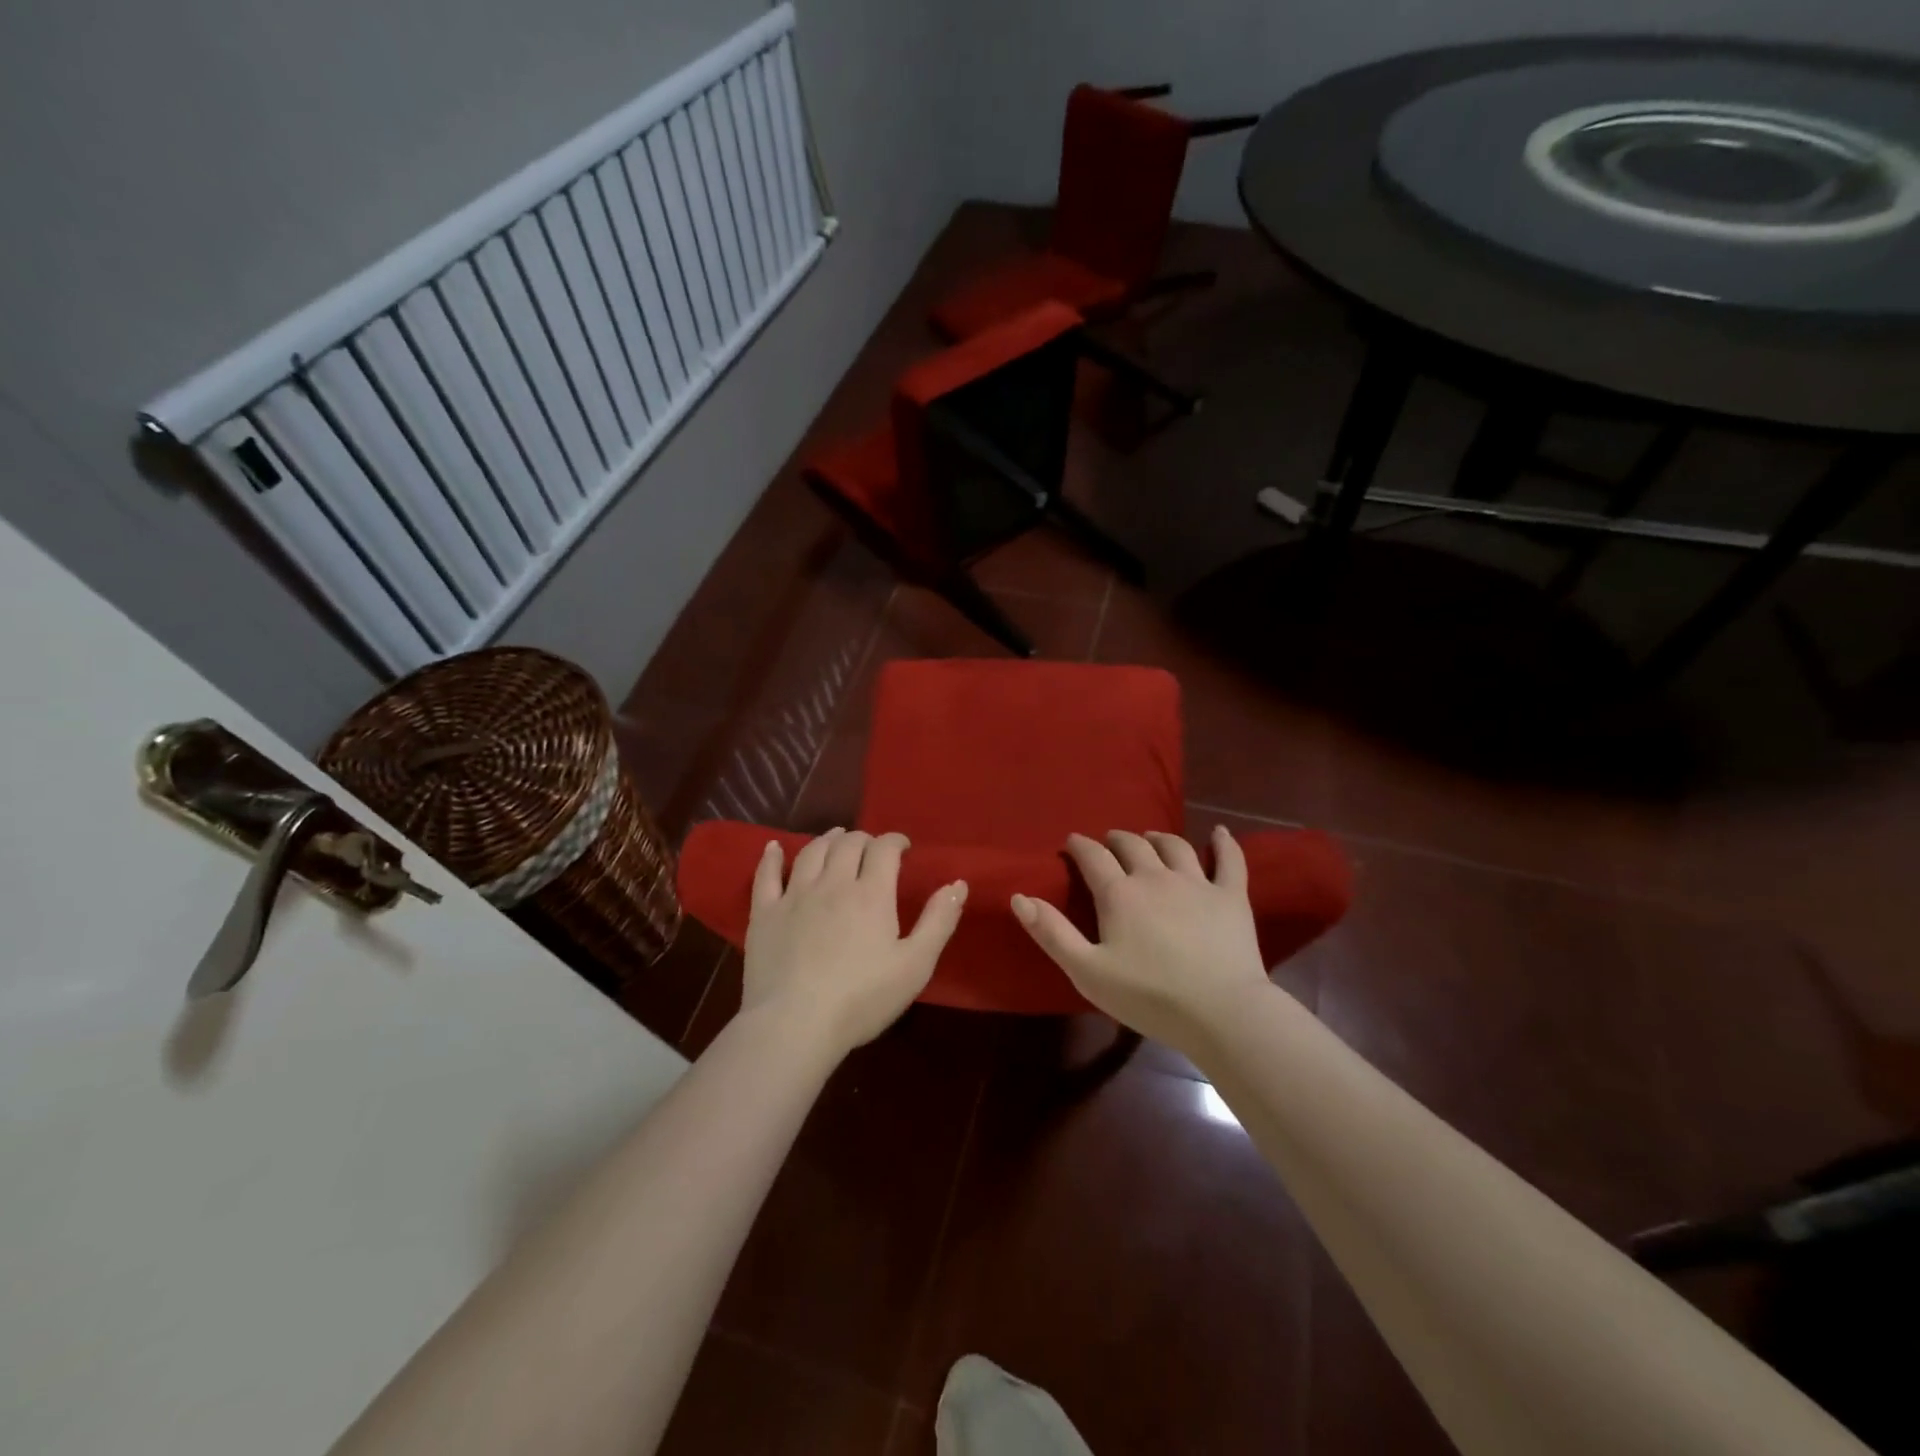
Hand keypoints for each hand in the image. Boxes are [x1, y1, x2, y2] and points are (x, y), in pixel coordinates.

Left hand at [742, 828, 967, 1056]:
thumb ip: (939, 921)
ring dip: (827, 839)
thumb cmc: (862, 998)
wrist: (795, 1024)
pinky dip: (772, 857)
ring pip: (811, 852)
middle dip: (864, 839)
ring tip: (836, 838)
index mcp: (871, 893)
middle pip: (848, 844)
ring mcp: (794, 895)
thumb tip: (958, 883)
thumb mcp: (915, 965)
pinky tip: (774, 847)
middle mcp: (833, 883)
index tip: (903, 847)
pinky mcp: (765, 914)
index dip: (895, 841)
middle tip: (871, 848)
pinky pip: (766, 875)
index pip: (884, 849)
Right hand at [1011, 827, 1273, 1050]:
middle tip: (1108, 844)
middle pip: (1132, 845)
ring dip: (1157, 838)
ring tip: (1150, 839)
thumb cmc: (1149, 997)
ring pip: (1174, 846)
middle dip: (1116, 840)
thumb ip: (1052, 933)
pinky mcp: (1232, 897)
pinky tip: (1220, 832)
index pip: (1092, 856)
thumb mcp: (1087, 972)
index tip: (1072, 843)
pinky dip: (1224, 843)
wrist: (1221, 1012)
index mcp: (1119, 893)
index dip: (1079, 846)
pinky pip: (1229, 860)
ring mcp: (1197, 883)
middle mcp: (1155, 877)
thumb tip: (1019, 896)